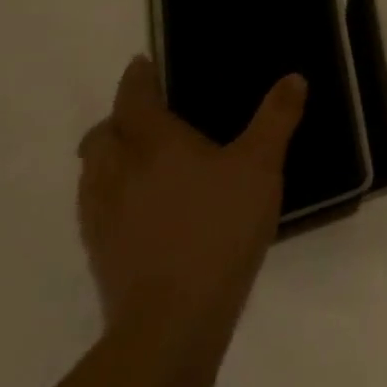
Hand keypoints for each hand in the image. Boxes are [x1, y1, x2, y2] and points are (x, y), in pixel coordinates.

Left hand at [77, 57, 305, 337]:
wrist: (172, 321)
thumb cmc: (219, 228)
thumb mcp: (262, 165)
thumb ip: (276, 118)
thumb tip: (293, 78)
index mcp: (154, 143)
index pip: (133, 99)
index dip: (136, 79)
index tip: (142, 65)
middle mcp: (119, 172)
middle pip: (102, 135)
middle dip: (118, 119)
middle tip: (144, 115)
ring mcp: (102, 217)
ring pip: (92, 173)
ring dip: (108, 156)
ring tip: (137, 158)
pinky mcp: (100, 254)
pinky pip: (95, 208)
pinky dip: (109, 193)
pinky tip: (138, 207)